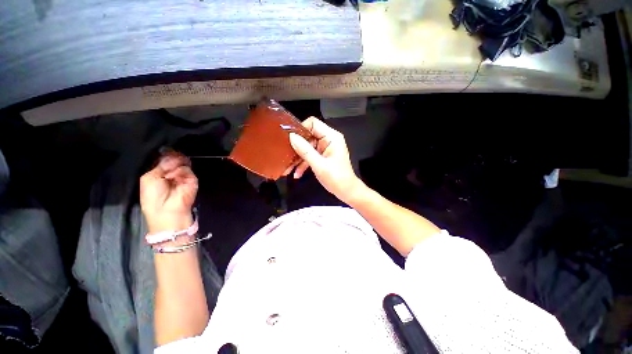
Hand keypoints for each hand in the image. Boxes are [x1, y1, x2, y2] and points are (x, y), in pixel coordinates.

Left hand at [140, 150, 197, 233]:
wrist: (166, 210)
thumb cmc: (153, 197)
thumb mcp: (149, 178)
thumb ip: (160, 165)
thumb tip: (173, 156)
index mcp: (161, 172)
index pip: (166, 159)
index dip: (166, 154)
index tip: (165, 151)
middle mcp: (173, 172)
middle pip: (175, 158)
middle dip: (171, 158)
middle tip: (167, 162)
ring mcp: (184, 176)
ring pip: (181, 162)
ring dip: (173, 166)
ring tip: (168, 175)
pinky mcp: (192, 179)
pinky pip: (186, 169)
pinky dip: (179, 172)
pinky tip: (173, 178)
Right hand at [287, 117, 364, 203]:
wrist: (346, 191)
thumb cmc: (336, 178)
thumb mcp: (319, 165)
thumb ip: (305, 150)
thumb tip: (291, 136)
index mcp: (331, 137)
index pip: (313, 123)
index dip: (300, 129)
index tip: (289, 139)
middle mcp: (328, 139)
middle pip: (308, 136)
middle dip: (297, 147)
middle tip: (286, 156)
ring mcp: (325, 148)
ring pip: (307, 147)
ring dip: (298, 158)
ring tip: (288, 169)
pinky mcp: (323, 156)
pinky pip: (310, 155)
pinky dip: (304, 163)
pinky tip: (296, 173)